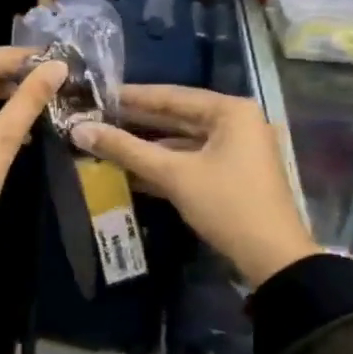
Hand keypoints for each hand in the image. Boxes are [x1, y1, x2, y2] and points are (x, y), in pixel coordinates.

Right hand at [72, 85, 316, 286]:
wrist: (273, 259)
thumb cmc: (226, 205)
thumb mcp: (174, 175)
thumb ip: (126, 149)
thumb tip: (79, 130)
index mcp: (230, 111)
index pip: (171, 95)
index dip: (132, 96)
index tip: (98, 94)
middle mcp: (237, 122)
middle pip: (177, 116)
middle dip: (137, 121)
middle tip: (97, 117)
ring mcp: (237, 149)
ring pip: (182, 140)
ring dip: (147, 145)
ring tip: (106, 142)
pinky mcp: (232, 174)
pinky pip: (191, 160)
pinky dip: (164, 164)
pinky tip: (130, 169)